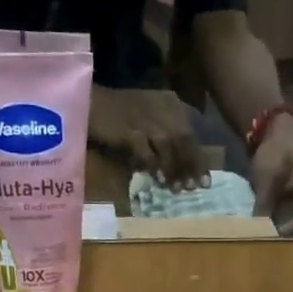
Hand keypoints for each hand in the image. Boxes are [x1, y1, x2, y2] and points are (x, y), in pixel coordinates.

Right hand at [89, 86, 208, 189]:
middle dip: (190, 166)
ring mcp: (144, 117)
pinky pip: (146, 150)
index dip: (199, 159)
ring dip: (175, 168)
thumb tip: (180, 166)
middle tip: (194, 188)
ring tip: (178, 189)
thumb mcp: (148, 117)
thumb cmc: (119, 113)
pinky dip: (154, 165)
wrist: (88, 102)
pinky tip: (159, 180)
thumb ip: (165, 136)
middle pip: (183, 139)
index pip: (190, 133)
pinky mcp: (129, 128)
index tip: (205, 181)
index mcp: (169, 103)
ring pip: (168, 145)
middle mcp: (161, 107)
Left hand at [249, 113, 292, 235]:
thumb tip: (257, 230)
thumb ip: (264, 207)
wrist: (275, 131)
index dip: (283, 234)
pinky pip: (290, 216)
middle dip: (282, 235)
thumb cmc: (275, 153)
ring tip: (264, 238)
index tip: (265, 240)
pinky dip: (279, 221)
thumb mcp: (268, 181)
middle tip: (264, 244)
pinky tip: (265, 227)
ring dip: (280, 230)